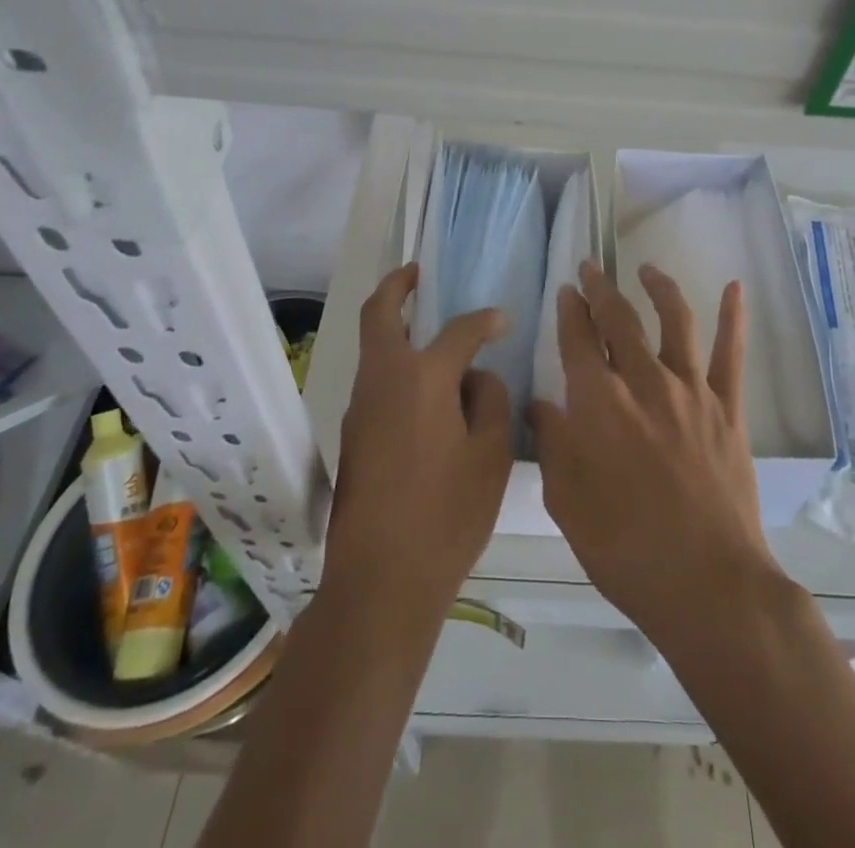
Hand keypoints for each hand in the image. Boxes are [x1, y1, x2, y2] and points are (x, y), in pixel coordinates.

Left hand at [324, 263, 513, 611]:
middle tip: (418, 272)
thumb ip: (491, 402)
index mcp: (421, 378)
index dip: (484, 321)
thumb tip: (477, 378)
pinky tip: (426, 387)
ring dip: (395, 327)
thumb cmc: (446, 515)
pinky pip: (376, 381)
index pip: (458, 331)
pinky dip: (396, 365)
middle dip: (397, 286)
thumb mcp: (490, 456)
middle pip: (379, 315)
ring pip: (374, 348)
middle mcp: (382, 381)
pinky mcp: (353, 436)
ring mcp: (360, 408)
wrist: (381, 581)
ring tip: (431, 330)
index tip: (502, 320)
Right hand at [530, 259, 783, 646]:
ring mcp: (691, 391)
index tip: (566, 290)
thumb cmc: (624, 548)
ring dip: (658, 288)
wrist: (707, 584)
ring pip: (674, 320)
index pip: (578, 338)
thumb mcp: (566, 502)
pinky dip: (734, 317)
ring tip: (647, 268)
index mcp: (598, 403)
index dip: (570, 309)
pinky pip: (731, 354)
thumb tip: (542, 406)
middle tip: (592, 269)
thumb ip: (552, 444)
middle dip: (601, 289)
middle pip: (619, 319)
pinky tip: (735, 288)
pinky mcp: (727, 408)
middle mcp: (643, 382)